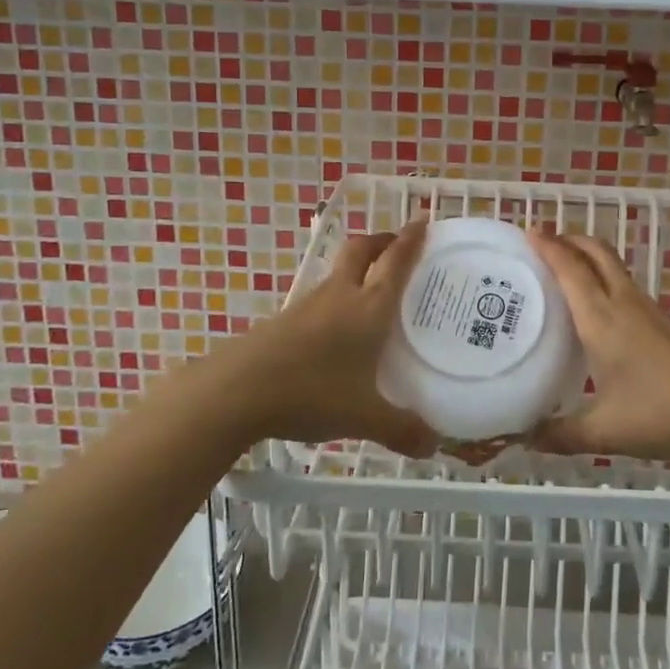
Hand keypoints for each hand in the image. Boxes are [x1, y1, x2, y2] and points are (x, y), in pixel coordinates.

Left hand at [225, 218, 438, 456]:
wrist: (236, 391)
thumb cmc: (311, 392)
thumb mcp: (363, 417)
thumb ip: (401, 429)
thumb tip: (433, 447)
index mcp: (368, 308)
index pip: (395, 261)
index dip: (411, 239)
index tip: (424, 221)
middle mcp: (339, 296)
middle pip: (360, 250)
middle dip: (381, 241)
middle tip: (397, 245)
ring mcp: (308, 306)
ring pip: (337, 272)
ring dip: (357, 269)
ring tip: (372, 290)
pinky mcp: (284, 321)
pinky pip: (319, 298)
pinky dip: (336, 299)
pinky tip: (337, 329)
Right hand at [527, 232, 669, 461]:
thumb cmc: (662, 412)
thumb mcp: (605, 431)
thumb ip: (563, 435)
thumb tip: (526, 439)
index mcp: (601, 318)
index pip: (570, 268)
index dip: (548, 246)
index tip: (528, 231)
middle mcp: (624, 303)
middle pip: (596, 252)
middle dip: (570, 239)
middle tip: (544, 245)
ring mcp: (650, 310)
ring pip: (614, 268)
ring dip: (589, 260)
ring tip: (566, 276)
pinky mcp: (668, 323)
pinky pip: (627, 289)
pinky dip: (606, 283)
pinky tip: (602, 315)